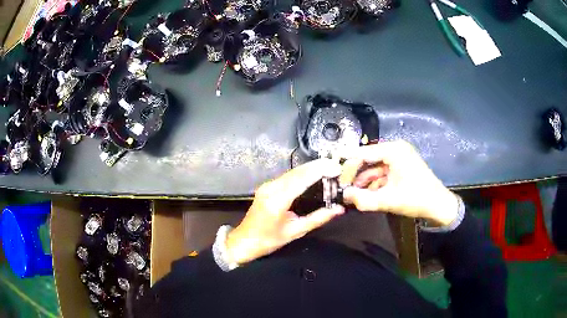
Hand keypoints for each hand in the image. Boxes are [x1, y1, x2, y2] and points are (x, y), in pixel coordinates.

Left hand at [226, 159, 344, 264]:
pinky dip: (303, 173)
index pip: (301, 179)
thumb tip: (338, 209)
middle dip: (317, 166)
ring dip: (310, 167)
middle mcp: (271, 188)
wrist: (244, 241)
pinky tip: (313, 172)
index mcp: (277, 200)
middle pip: (297, 171)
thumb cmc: (268, 240)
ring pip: (292, 171)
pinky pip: (288, 176)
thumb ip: (317, 219)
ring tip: (329, 166)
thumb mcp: (295, 232)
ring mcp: (268, 185)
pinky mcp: (267, 186)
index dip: (319, 171)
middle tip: (336, 164)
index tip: (336, 168)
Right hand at [340, 140, 457, 225]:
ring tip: (351, 194)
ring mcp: (399, 158)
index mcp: (394, 150)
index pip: (363, 153)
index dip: (347, 163)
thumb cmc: (417, 199)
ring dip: (363, 181)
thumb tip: (343, 196)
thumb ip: (364, 199)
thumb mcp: (389, 200)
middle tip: (341, 187)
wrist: (439, 206)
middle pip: (368, 159)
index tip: (331, 172)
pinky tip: (364, 195)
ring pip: (374, 168)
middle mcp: (395, 150)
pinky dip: (373, 183)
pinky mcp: (400, 167)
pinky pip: (382, 173)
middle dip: (354, 174)